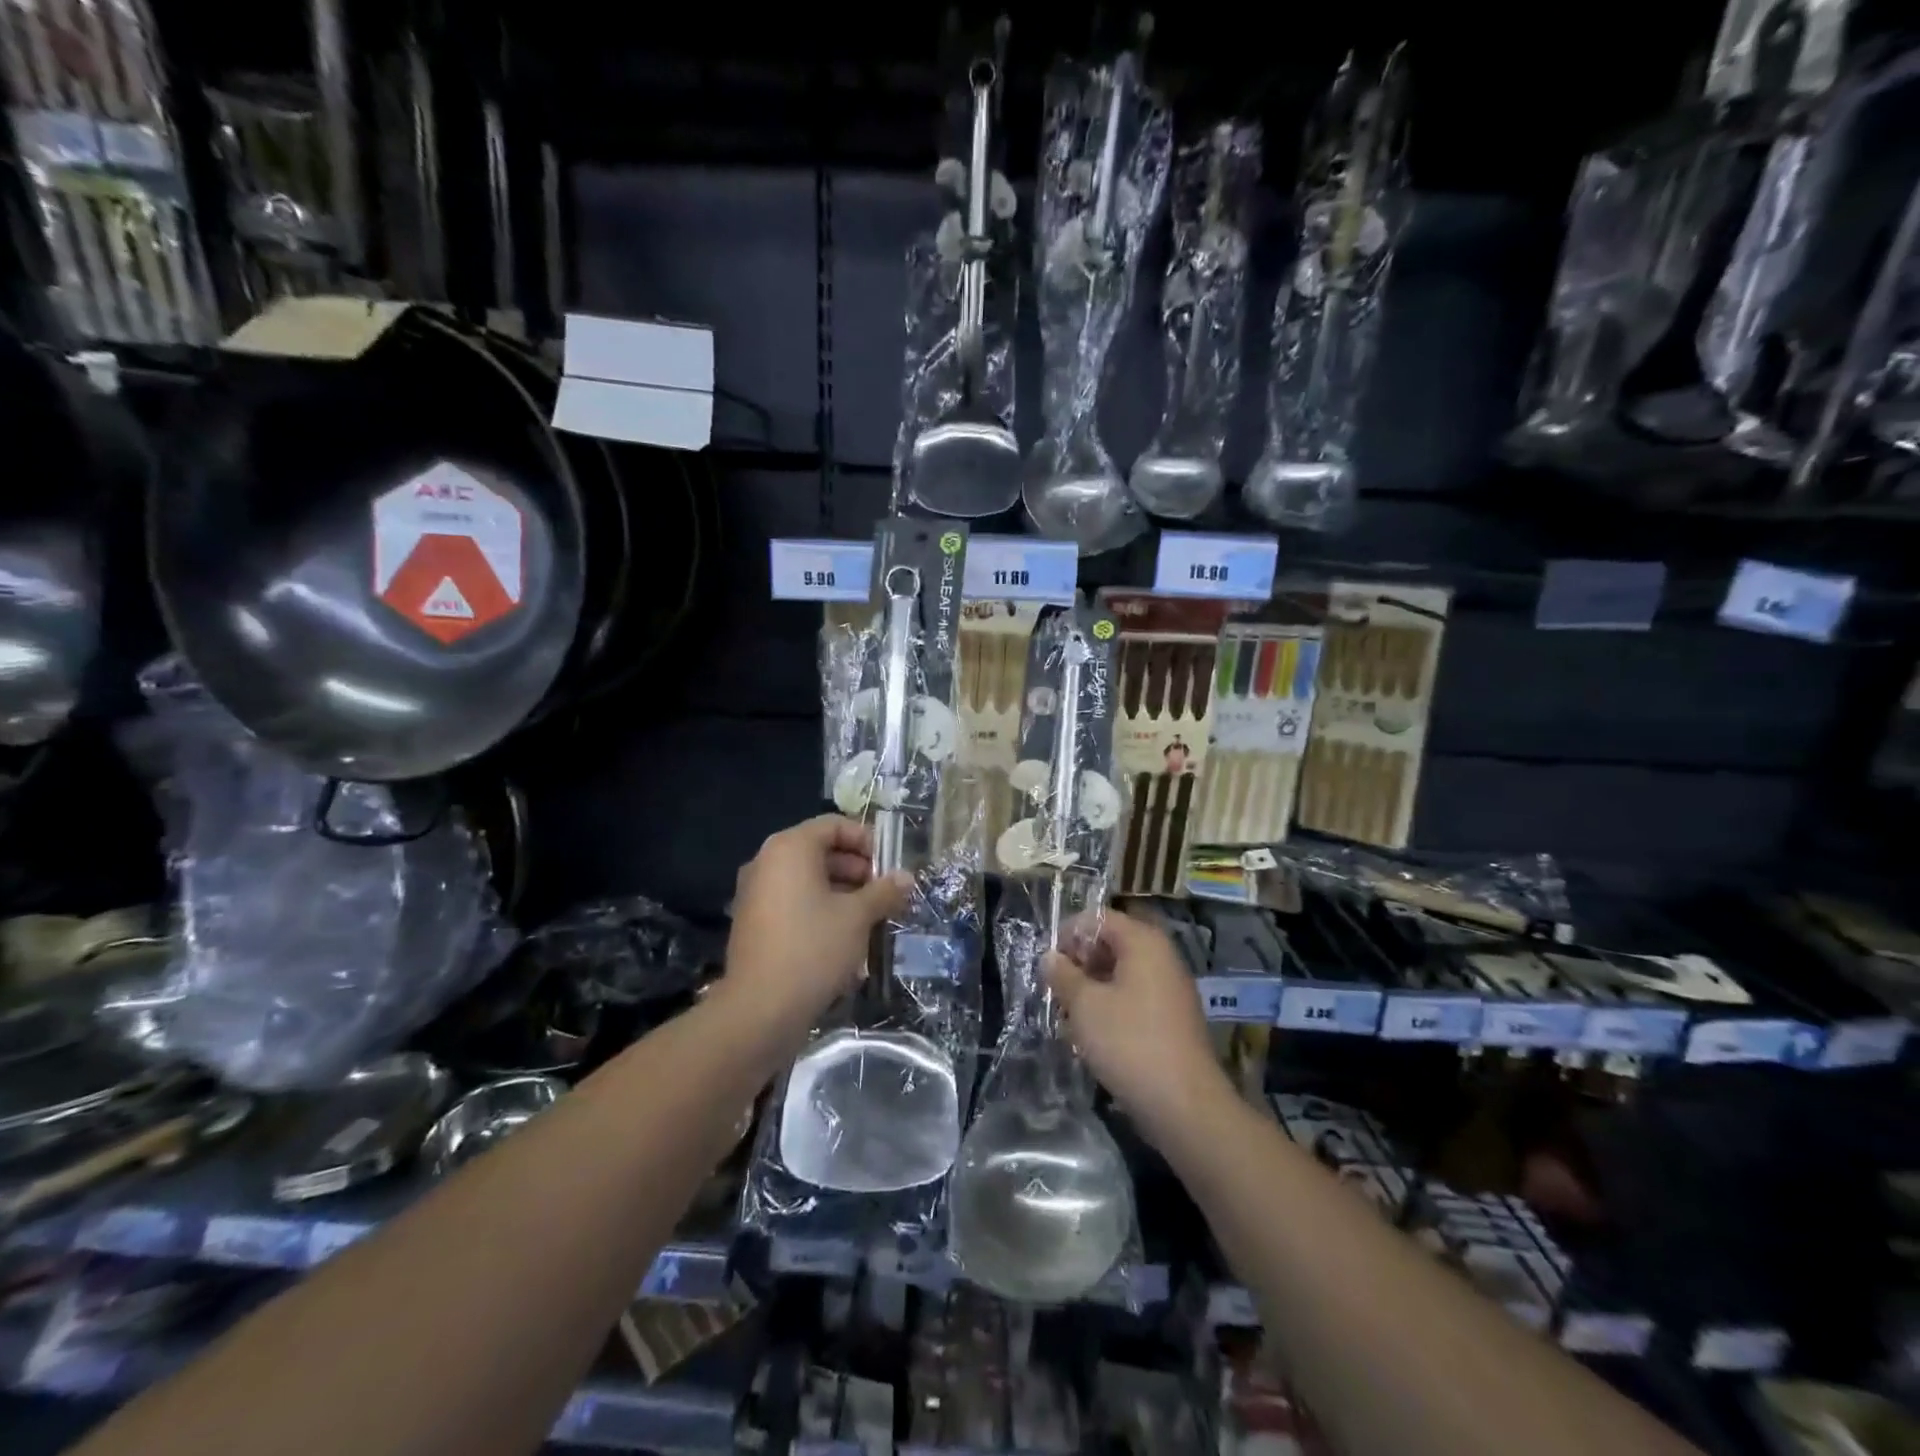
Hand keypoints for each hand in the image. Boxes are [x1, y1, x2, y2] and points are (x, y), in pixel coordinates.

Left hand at [722, 815, 911, 1039]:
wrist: (760, 1010)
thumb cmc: (813, 948)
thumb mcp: (857, 917)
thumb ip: (884, 891)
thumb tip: (906, 877)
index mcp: (789, 848)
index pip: (834, 825)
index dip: (867, 840)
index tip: (890, 866)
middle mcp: (767, 862)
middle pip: (820, 851)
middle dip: (857, 869)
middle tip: (885, 893)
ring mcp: (756, 893)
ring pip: (808, 880)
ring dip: (843, 892)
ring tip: (871, 917)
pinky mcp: (754, 923)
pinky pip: (793, 902)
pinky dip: (820, 910)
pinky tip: (845, 937)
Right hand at [1044, 907, 1227, 1145]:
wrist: (1184, 1105)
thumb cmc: (1129, 1042)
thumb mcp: (1084, 1005)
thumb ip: (1063, 975)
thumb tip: (1050, 957)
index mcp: (1144, 942)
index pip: (1099, 918)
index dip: (1069, 934)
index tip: (1049, 964)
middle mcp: (1162, 957)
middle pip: (1112, 944)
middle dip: (1080, 963)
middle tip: (1057, 990)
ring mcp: (1171, 989)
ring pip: (1122, 974)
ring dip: (1092, 988)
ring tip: (1070, 1015)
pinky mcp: (1173, 1019)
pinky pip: (1135, 999)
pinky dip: (1112, 1008)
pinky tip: (1094, 1035)